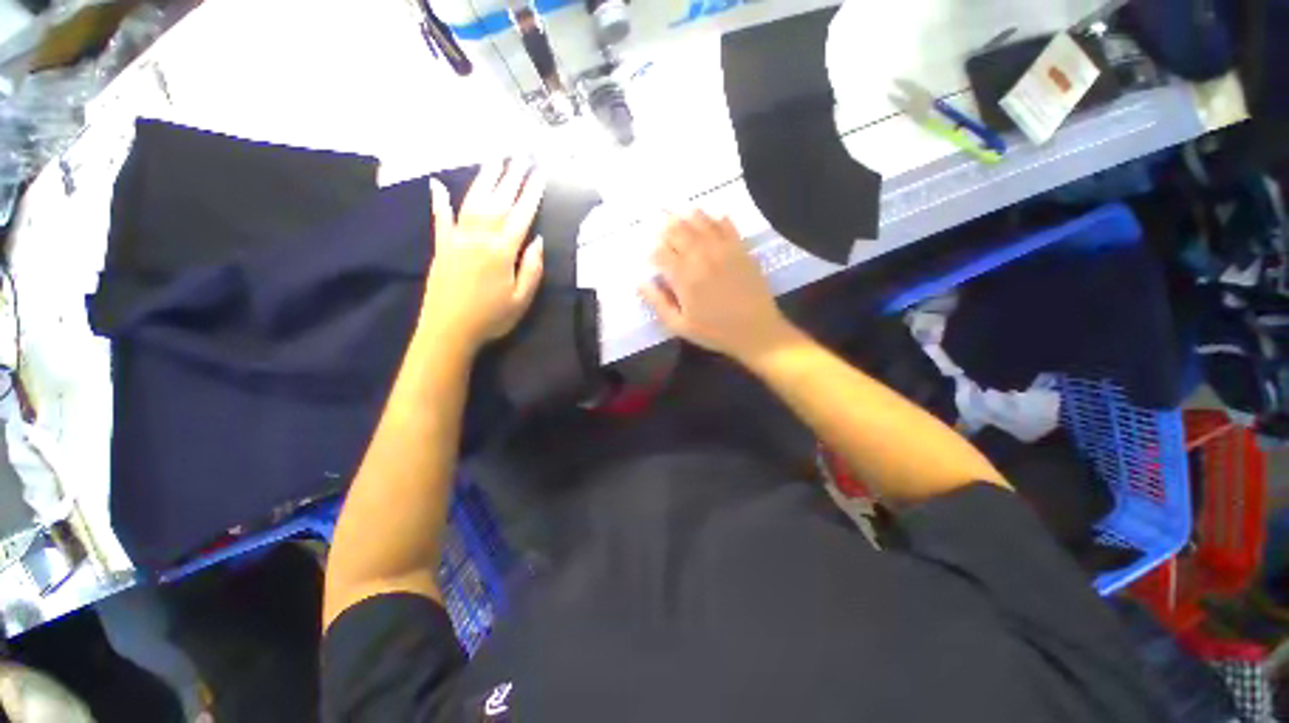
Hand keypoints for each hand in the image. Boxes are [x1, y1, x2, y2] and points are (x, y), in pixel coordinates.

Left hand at [421, 162, 544, 351]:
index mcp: (501, 252)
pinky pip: (441, 219)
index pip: (521, 216)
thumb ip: (532, 269)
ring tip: (495, 159)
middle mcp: (479, 238)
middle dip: (512, 177)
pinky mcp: (441, 247)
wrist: (448, 331)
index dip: (532, 194)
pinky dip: (440, 201)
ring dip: (485, 179)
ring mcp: (457, 239)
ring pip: (473, 202)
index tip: (541, 173)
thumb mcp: (522, 300)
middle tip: (521, 155)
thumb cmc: (491, 318)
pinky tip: (438, 185)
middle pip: (498, 202)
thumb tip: (538, 240)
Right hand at [639, 211, 799, 363]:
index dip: (651, 252)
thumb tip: (640, 282)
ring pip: (700, 220)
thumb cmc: (715, 332)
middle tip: (661, 232)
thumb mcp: (679, 326)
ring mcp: (723, 248)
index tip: (651, 259)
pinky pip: (725, 223)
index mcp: (684, 276)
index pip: (660, 252)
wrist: (757, 331)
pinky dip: (714, 218)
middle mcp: (701, 255)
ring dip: (685, 218)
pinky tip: (709, 222)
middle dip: (664, 229)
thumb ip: (658, 302)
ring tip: (680, 220)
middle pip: (677, 229)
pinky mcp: (741, 248)